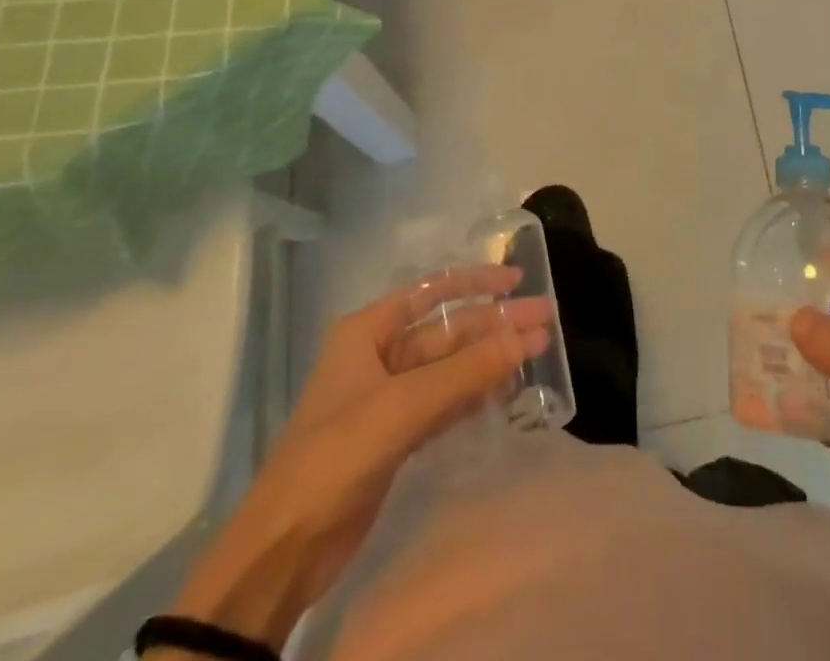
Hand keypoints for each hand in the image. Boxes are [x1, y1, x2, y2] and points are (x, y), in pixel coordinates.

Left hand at [167, 267, 551, 648]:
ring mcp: (388, 397)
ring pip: (449, 367)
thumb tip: (526, 335)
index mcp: (367, 331)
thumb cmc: (336, 457)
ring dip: (490, 360)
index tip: (517, 279)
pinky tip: (506, 390)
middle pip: (447, 331)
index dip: (474, 282)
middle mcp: (378, 355)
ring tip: (537, 351)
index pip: (429, 292)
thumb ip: (467, 371)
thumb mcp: (402, 407)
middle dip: (494, 325)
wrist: (284, 550)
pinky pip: (444, 402)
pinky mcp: (397, 435)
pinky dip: (474, 394)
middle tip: (546, 319)